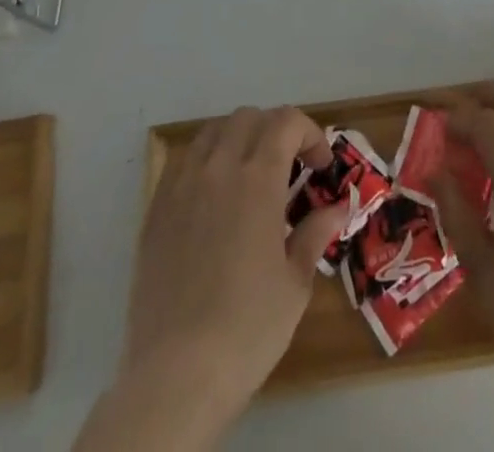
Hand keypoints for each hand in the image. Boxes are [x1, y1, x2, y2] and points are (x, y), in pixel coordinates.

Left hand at [119, 106, 349, 420]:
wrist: (175, 375)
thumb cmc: (247, 328)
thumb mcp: (295, 284)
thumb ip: (315, 234)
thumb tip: (336, 208)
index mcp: (257, 178)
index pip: (286, 121)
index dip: (310, 133)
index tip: (321, 166)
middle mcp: (218, 168)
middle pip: (249, 118)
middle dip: (276, 131)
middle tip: (290, 168)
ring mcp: (182, 186)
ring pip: (212, 132)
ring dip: (238, 139)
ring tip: (250, 175)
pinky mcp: (156, 210)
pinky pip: (183, 162)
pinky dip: (206, 163)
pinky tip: (214, 200)